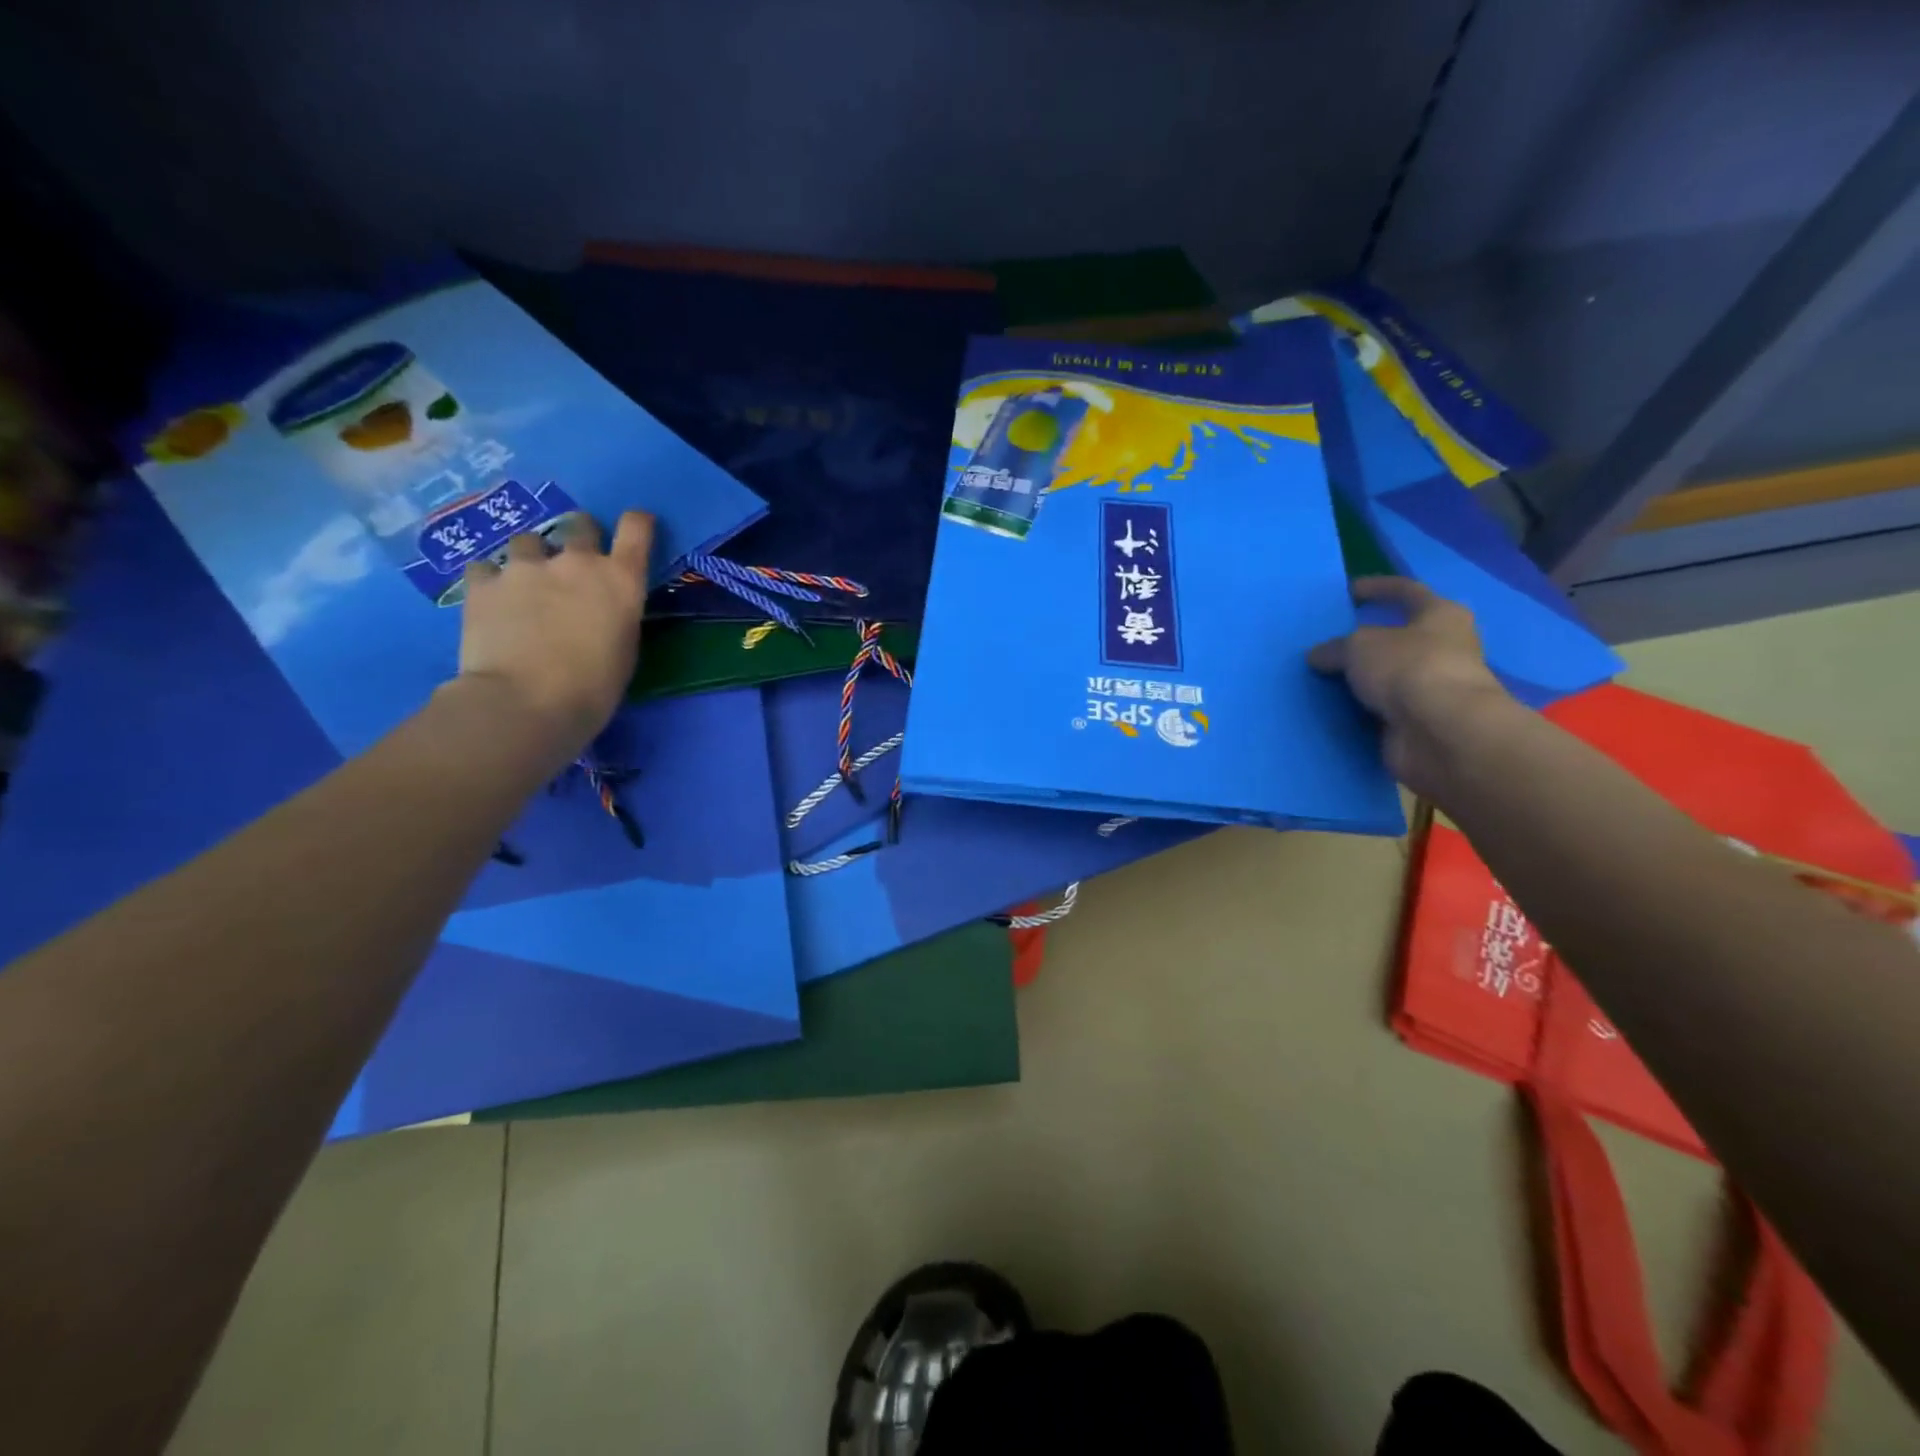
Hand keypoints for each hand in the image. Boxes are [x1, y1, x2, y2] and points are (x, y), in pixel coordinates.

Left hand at [453, 511, 652, 761]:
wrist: (524, 703)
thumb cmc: (592, 689)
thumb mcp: (624, 651)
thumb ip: (617, 616)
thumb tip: (603, 609)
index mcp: (621, 581)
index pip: (638, 529)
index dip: (637, 523)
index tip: (636, 528)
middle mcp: (576, 562)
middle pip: (580, 523)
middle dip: (579, 537)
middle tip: (573, 564)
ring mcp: (525, 568)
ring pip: (529, 541)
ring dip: (532, 557)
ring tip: (524, 585)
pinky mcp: (483, 583)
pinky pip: (486, 567)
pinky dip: (491, 579)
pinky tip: (491, 600)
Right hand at [1307, 576, 1517, 795]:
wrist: (1441, 732)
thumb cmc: (1408, 668)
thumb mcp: (1359, 646)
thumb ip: (1335, 648)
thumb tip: (1318, 655)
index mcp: (1440, 615)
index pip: (1406, 592)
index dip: (1377, 588)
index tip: (1349, 592)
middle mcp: (1445, 648)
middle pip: (1399, 637)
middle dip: (1367, 641)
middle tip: (1330, 644)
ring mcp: (1434, 688)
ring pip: (1390, 676)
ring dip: (1362, 679)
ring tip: (1324, 678)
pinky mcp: (1421, 721)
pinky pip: (1383, 709)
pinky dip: (1362, 709)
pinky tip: (1334, 709)